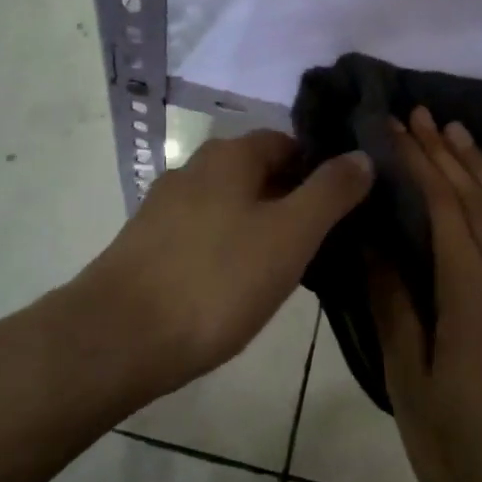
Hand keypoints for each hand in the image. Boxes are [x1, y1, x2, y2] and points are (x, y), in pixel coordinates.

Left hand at [82, 130, 371, 395]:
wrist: (118, 338)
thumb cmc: (217, 280)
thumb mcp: (290, 235)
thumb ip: (330, 192)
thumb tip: (362, 154)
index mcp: (229, 156)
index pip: (287, 143)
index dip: (319, 169)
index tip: (343, 208)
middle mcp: (193, 169)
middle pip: (256, 174)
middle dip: (290, 201)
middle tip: (320, 244)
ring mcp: (163, 207)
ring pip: (228, 206)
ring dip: (258, 227)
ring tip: (284, 270)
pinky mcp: (146, 245)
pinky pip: (202, 235)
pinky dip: (226, 250)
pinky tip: (234, 287)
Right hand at [373, 108, 481, 481]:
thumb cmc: (463, 448)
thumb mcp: (410, 381)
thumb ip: (394, 305)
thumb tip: (371, 241)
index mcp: (471, 289)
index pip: (443, 204)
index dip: (417, 161)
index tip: (394, 126)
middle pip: (477, 196)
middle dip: (445, 151)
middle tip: (419, 113)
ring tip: (458, 132)